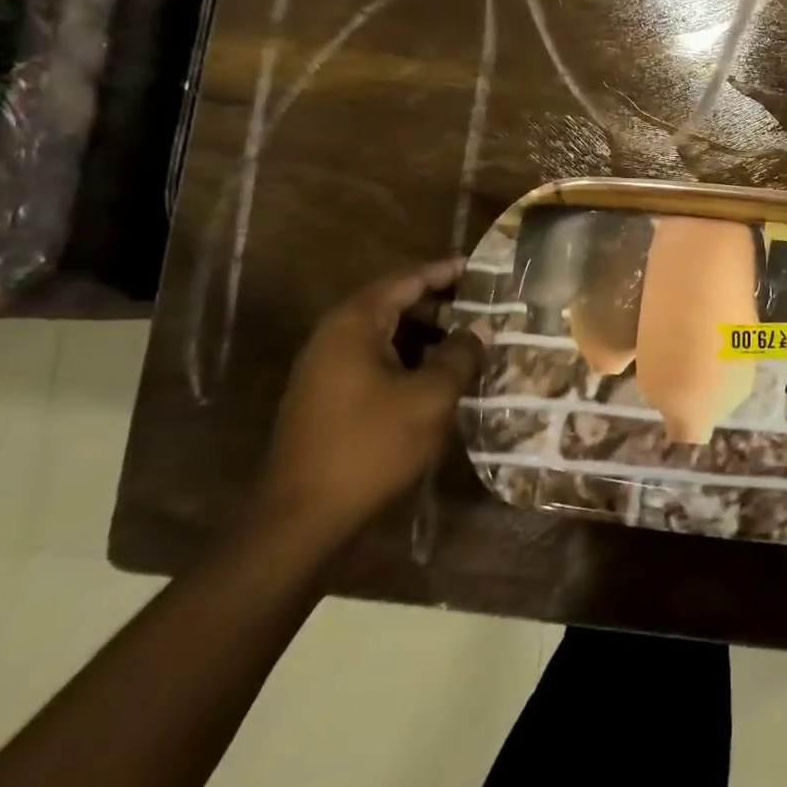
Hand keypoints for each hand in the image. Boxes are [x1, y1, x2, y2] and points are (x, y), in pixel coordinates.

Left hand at [252, 261, 487, 547]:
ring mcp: (327, 369)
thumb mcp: (430, 397)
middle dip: (441, 304)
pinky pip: (377, 361)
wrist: (302, 517)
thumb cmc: (370, 446)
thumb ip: (460, 355)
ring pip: (386, 335)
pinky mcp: (329, 397)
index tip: (482, 269)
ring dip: (427, 334)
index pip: (406, 279)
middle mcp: (335, 337)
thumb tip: (483, 327)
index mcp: (354, 325)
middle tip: (484, 309)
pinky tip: (440, 376)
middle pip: (394, 304)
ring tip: (470, 343)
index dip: (445, 272)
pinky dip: (410, 359)